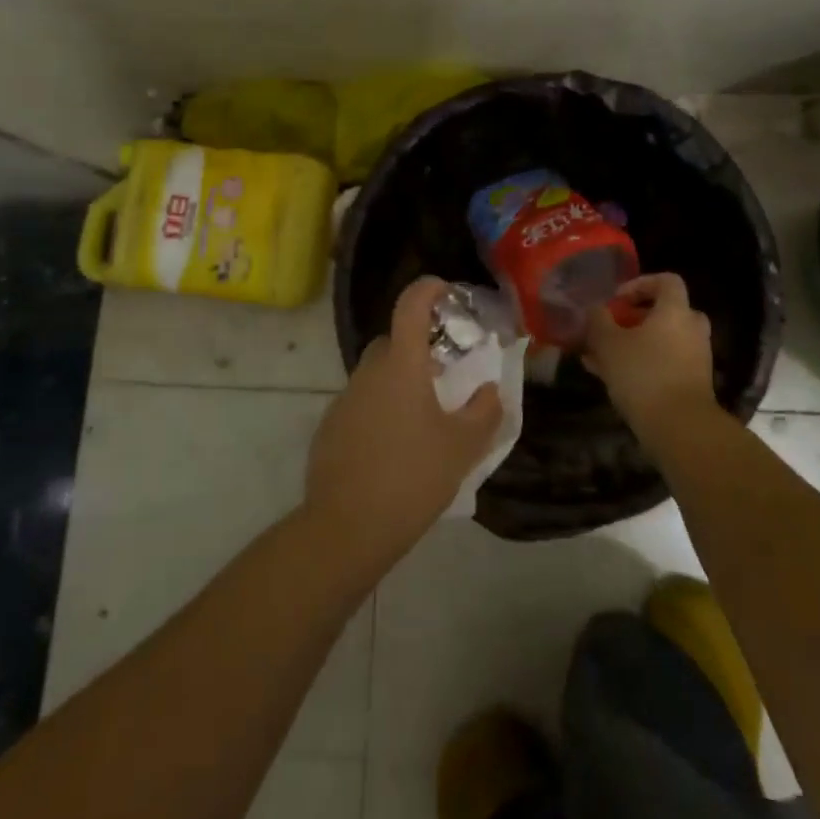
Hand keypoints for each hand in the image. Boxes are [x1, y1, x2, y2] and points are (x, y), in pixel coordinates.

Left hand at [304, 277, 502, 568]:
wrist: (346, 529)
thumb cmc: (412, 477)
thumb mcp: (463, 447)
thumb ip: (484, 411)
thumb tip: (490, 390)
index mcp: (401, 365)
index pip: (410, 305)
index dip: (428, 289)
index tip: (446, 292)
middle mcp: (368, 372)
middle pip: (393, 342)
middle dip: (418, 348)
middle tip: (445, 375)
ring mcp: (344, 400)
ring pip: (377, 376)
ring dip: (399, 383)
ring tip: (424, 419)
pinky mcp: (329, 429)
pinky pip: (361, 405)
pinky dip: (380, 412)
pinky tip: (395, 448)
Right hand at [582, 272, 715, 435]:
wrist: (681, 428)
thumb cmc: (643, 374)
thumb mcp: (608, 344)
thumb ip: (598, 320)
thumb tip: (595, 308)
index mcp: (675, 311)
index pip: (666, 280)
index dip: (640, 283)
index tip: (617, 299)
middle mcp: (691, 329)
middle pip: (667, 311)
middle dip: (636, 317)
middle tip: (613, 327)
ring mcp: (696, 358)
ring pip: (663, 340)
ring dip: (635, 344)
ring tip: (601, 358)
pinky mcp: (693, 383)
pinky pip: (665, 363)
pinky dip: (643, 364)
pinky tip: (613, 379)